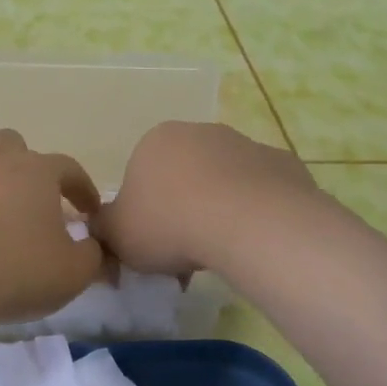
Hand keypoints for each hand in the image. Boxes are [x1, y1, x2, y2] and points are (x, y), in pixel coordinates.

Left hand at [0, 130, 105, 326]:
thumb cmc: (14, 273)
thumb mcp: (72, 273)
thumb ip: (92, 255)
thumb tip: (93, 245)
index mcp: (35, 172)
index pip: (68, 168)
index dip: (81, 188)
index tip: (88, 212)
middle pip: (12, 143)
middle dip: (23, 164)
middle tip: (28, 198)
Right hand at [97, 122, 318, 276]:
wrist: (248, 224)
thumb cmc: (169, 223)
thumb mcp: (117, 235)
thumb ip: (104, 228)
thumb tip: (102, 228)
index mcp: (155, 140)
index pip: (142, 175)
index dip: (144, 212)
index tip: (151, 243)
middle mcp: (200, 132)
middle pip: (184, 175)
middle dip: (183, 208)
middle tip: (183, 252)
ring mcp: (246, 145)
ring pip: (225, 183)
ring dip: (219, 210)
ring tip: (221, 253)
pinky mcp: (284, 165)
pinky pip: (261, 194)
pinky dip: (255, 214)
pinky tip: (253, 241)